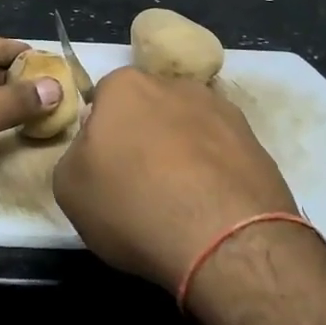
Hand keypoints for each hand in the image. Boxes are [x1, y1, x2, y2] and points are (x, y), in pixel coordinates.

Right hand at [53, 68, 299, 293]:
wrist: (225, 240)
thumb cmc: (134, 205)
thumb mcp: (69, 188)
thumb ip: (74, 156)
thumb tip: (94, 152)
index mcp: (125, 85)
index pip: (103, 100)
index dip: (100, 135)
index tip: (104, 169)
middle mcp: (174, 84)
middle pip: (148, 109)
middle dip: (142, 138)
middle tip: (139, 185)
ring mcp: (221, 110)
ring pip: (188, 128)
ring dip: (181, 154)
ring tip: (180, 202)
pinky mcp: (256, 142)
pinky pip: (221, 154)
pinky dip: (214, 174)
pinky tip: (210, 209)